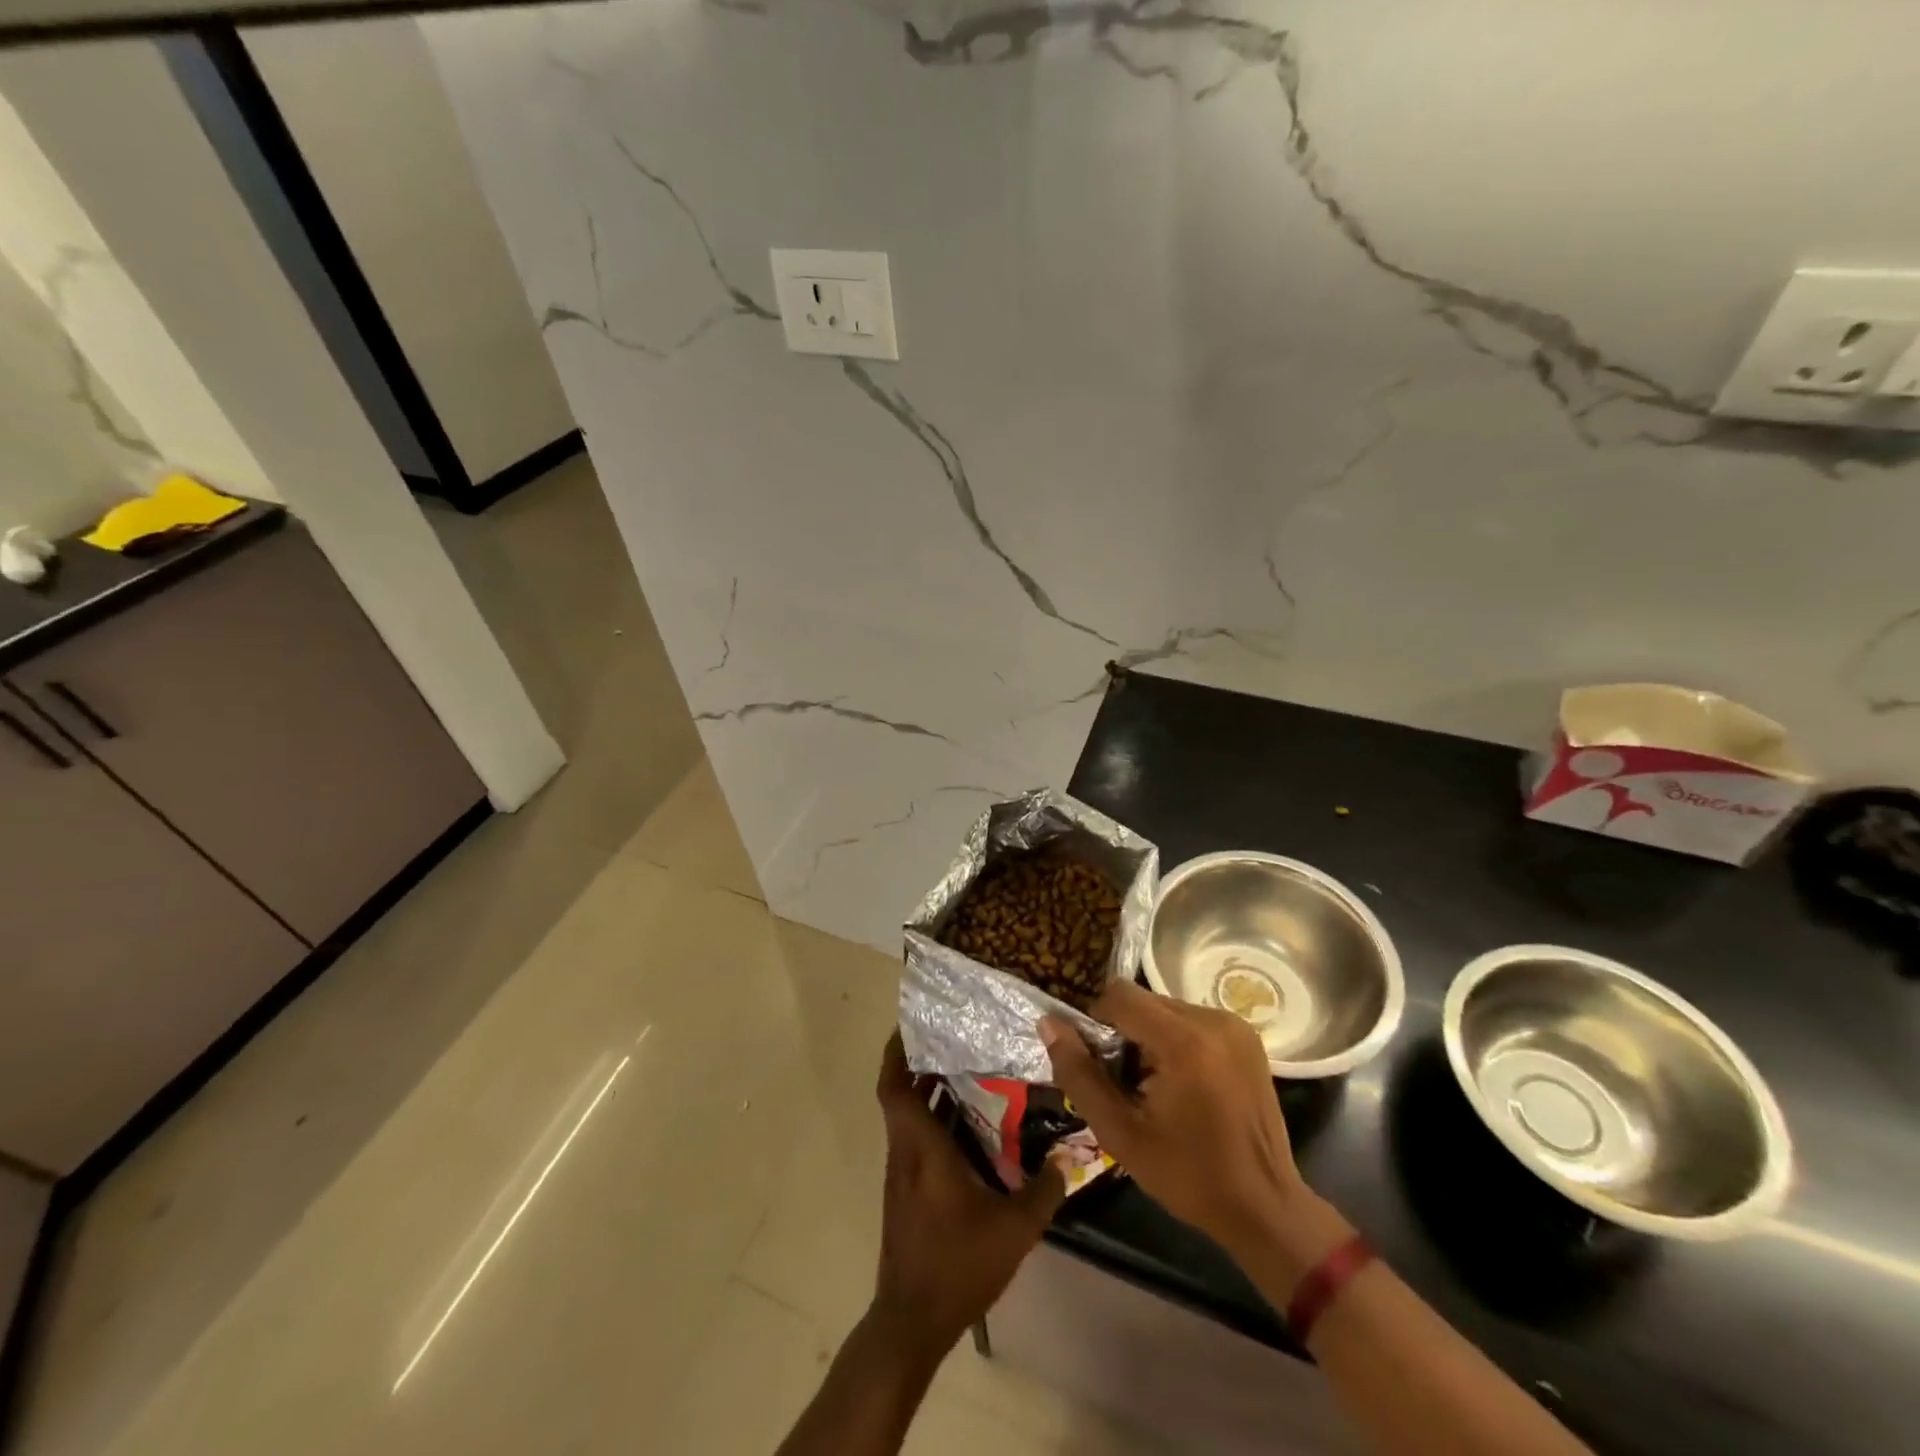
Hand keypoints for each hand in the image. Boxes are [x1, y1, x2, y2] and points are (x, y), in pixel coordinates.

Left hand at [868, 1034, 1065, 1364]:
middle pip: (902, 1094)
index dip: (897, 1051)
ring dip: (931, 1092)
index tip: (914, 1024)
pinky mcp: (908, 1192)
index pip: (894, 1086)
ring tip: (970, 1070)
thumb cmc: (957, 1264)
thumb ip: (1043, 1191)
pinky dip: (936, 1121)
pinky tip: (971, 1127)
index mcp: (921, 1147)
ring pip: (910, 1117)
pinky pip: (918, 1139)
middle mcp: (906, 1152)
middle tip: (957, 1039)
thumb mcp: (1013, 1229)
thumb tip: (1068, 1157)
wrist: (912, 1320)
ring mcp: (903, 1173)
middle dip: (922, 1062)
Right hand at [1041, 982, 1324, 1266]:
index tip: (1102, 1066)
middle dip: (1125, 1034)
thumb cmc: (1188, 1175)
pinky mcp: (1247, 1035)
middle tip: (1128, 1085)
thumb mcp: (1120, 1132)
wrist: (1264, 1207)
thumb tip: (1048, 1023)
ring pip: (1165, 1008)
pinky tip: (1184, 1084)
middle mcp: (1212, 1019)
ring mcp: (1234, 1025)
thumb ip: (1078, 1073)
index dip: (1097, 1022)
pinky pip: (1191, 1020)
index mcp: (1184, 1041)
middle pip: (1143, 1001)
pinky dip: (1175, 1040)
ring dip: (1149, 1037)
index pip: (1119, 995)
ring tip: (1157, 1089)